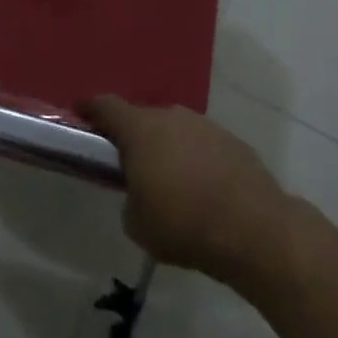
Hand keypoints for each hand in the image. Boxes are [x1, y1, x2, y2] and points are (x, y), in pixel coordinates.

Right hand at [81, 95, 293, 282]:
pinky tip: (204, 191)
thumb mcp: (137, 223)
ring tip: (172, 183)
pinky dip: (197, 161)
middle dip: (133, 138)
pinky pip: (203, 146)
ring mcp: (206, 126)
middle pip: (142, 119)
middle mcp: (171, 117)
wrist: (257, 232)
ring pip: (175, 131)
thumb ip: (130, 199)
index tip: (80, 113)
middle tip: (130, 165)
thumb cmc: (184, 224)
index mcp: (139, 129)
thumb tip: (141, 194)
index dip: (89, 109)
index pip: (105, 105)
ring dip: (168, 149)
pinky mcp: (234, 143)